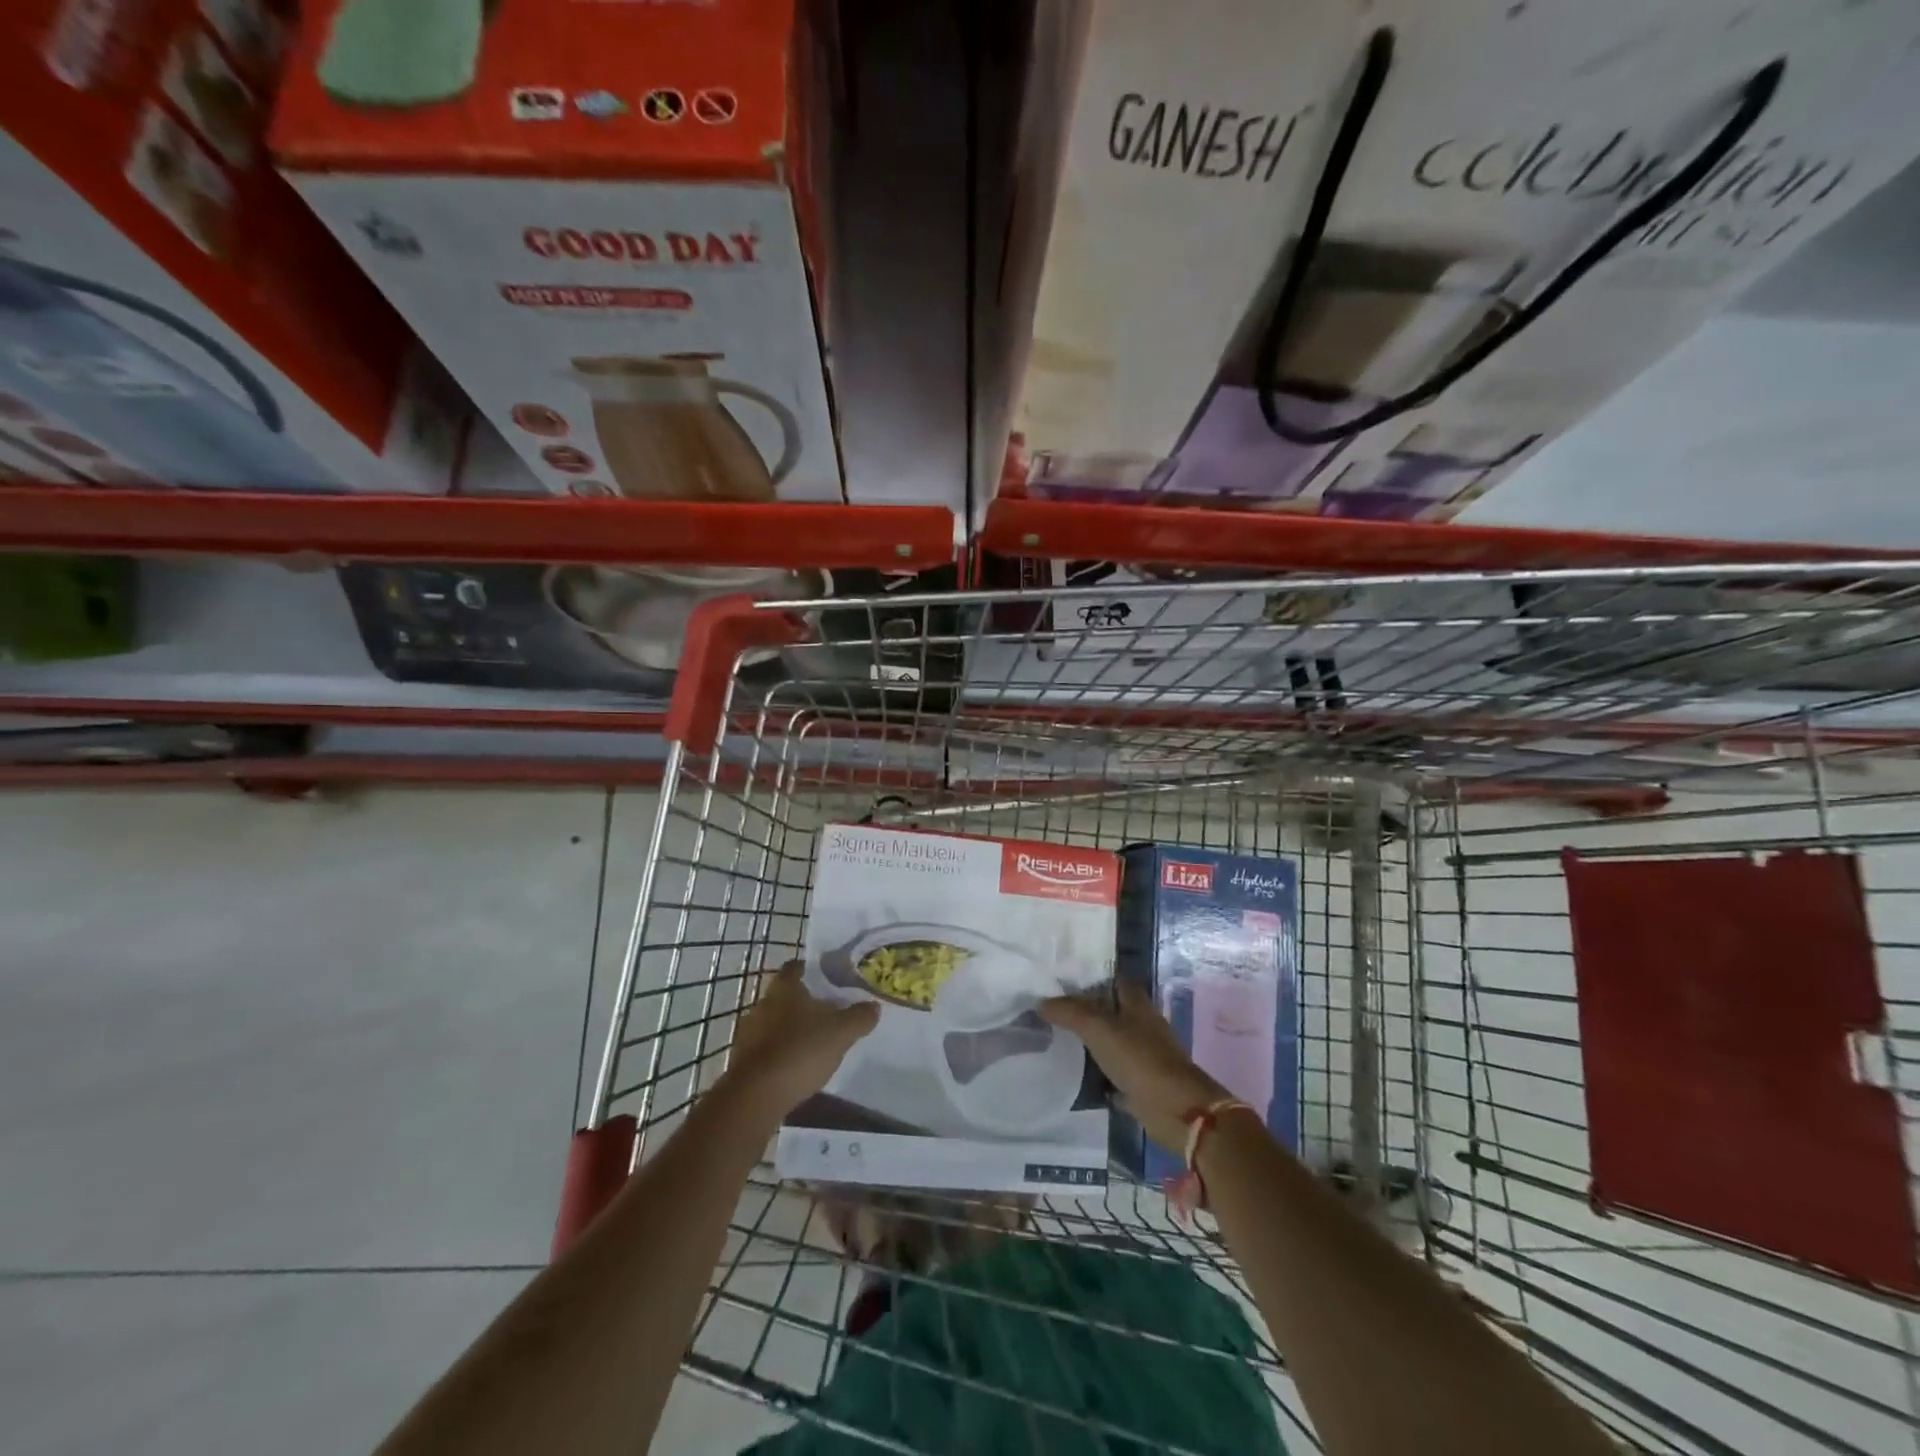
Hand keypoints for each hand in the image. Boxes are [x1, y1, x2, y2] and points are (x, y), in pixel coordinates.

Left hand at [724, 962, 878, 1119]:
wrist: (755, 1097)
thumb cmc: (800, 1051)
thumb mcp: (841, 1033)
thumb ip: (859, 1017)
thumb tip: (873, 1006)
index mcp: (784, 988)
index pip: (796, 966)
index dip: (812, 969)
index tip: (830, 978)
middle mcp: (762, 1003)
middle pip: (786, 995)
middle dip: (804, 1002)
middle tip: (829, 1012)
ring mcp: (749, 1032)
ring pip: (775, 1021)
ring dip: (791, 1028)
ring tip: (815, 1041)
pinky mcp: (742, 1059)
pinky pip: (766, 1047)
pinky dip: (780, 1052)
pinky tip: (796, 1066)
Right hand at [1041, 982, 1229, 1154]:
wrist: (1177, 1110)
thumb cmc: (1139, 1059)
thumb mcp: (1099, 1029)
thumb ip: (1070, 1013)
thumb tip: (1041, 1002)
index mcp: (1138, 1005)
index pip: (1116, 981)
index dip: (1094, 979)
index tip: (1065, 982)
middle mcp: (1144, 1027)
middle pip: (1114, 1012)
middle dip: (1089, 1012)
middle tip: (1055, 1012)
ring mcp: (1146, 1057)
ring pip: (1114, 1044)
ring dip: (1093, 1044)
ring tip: (1059, 1042)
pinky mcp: (1144, 1085)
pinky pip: (1116, 1075)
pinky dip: (1101, 1076)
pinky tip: (1078, 1077)